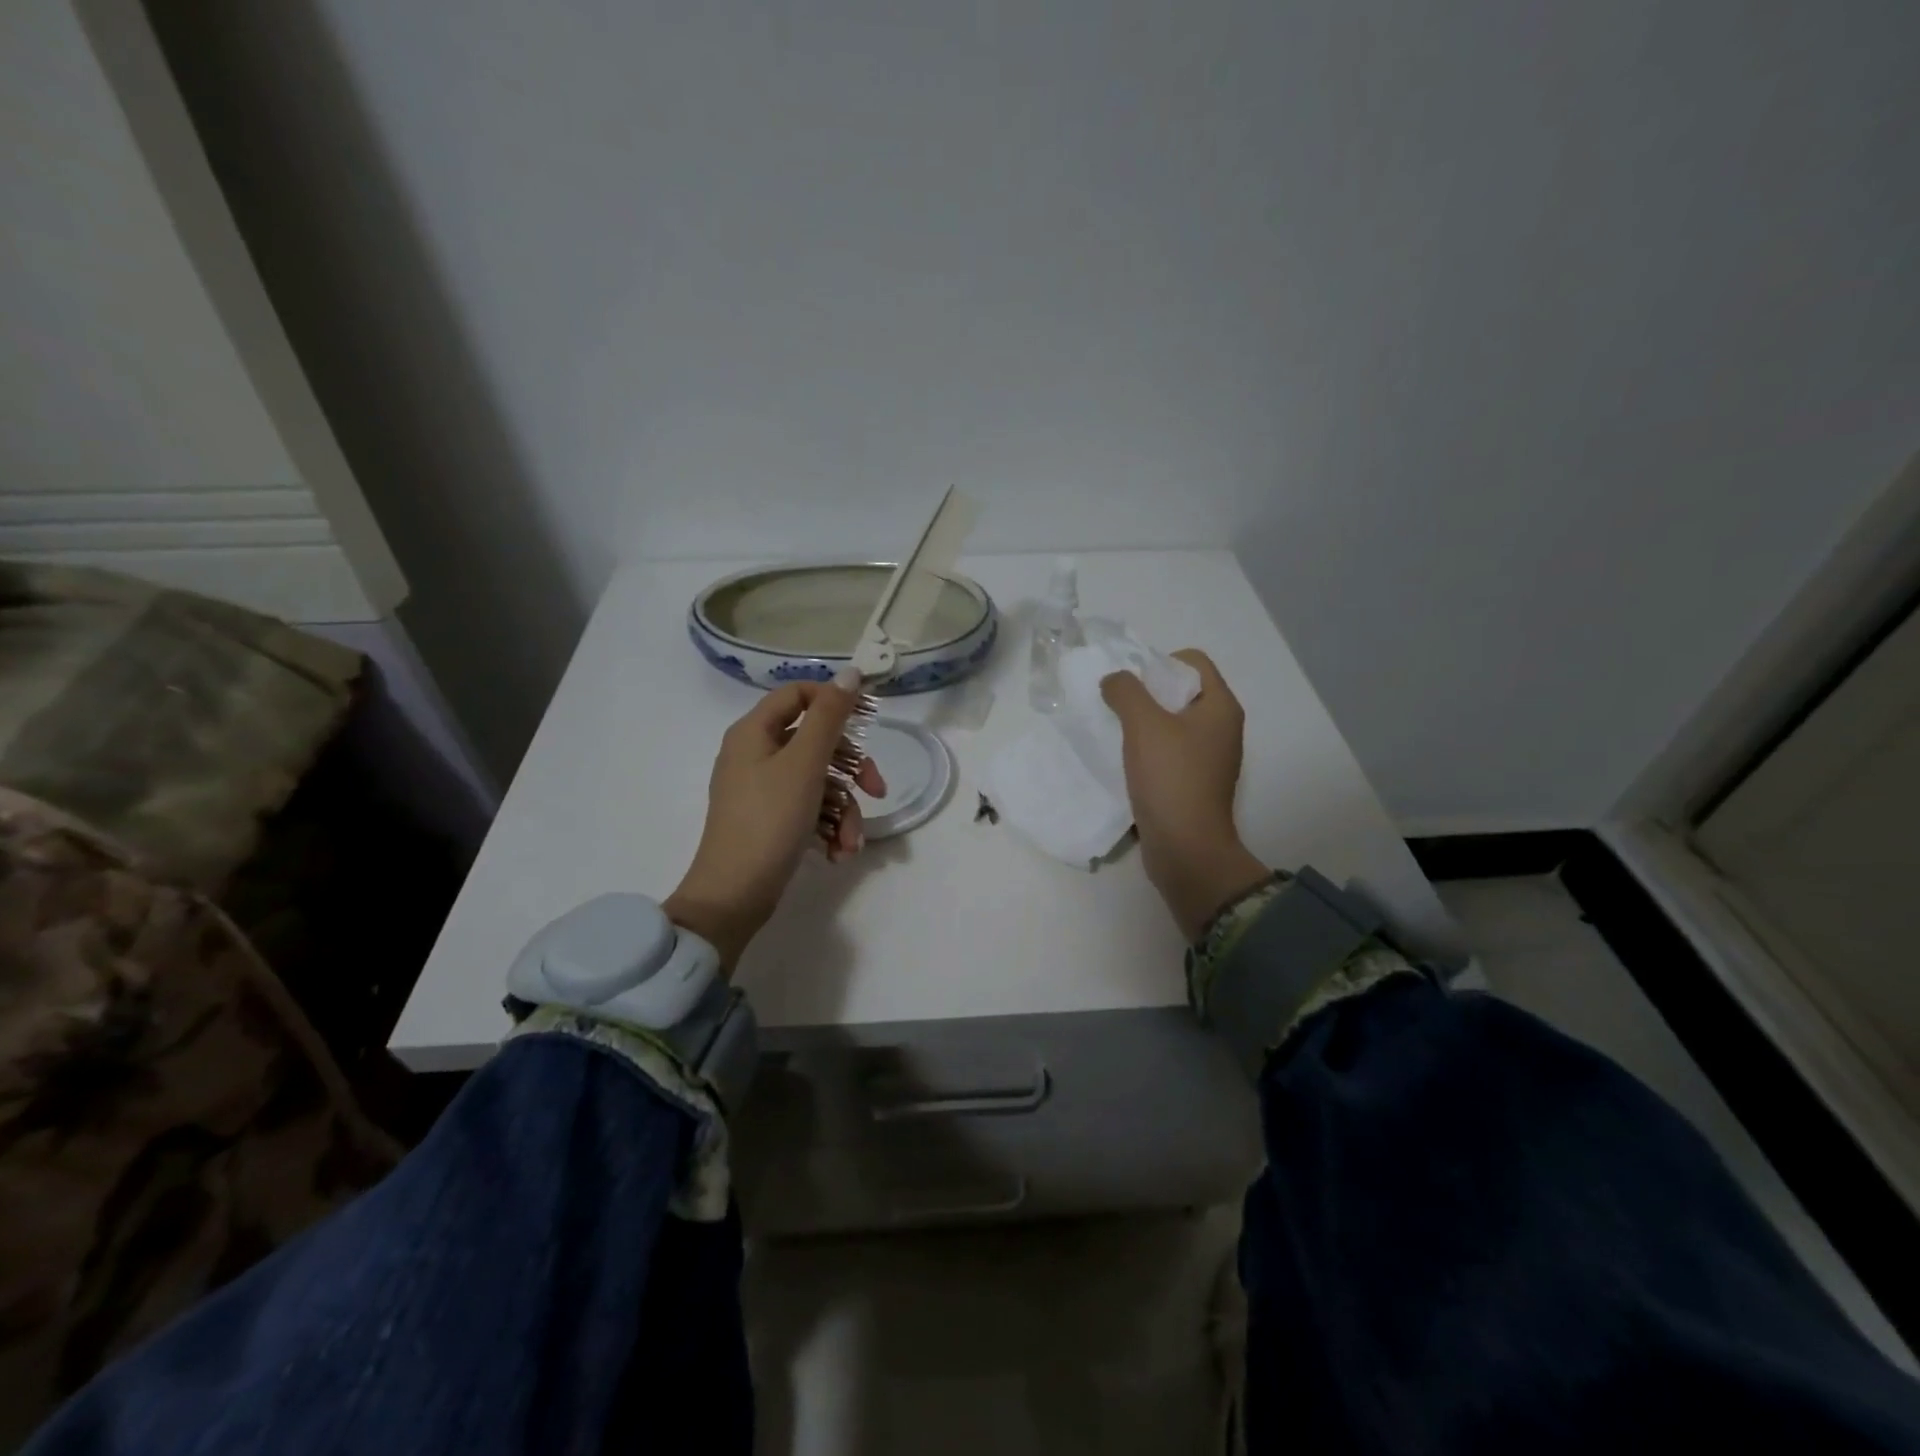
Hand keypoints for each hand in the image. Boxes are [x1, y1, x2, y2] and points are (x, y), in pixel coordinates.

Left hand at [665, 670, 884, 969]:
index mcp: (755, 732)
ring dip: (844, 811)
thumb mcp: (805, 763)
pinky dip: (828, 828)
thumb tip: (850, 673)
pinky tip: (838, 853)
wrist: (734, 895)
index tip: (869, 719)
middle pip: (816, 742)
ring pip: (819, 782)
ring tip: (851, 844)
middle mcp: (755, 754)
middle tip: (877, 790)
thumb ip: (830, 716)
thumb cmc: (769, 820)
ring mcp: (762, 790)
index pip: (798, 695)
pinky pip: (808, 809)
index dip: (835, 701)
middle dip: (851, 770)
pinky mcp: (770, 821)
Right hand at [1101, 650, 1270, 939]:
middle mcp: (1221, 729)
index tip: (1131, 684)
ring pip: (1171, 723)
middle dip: (1146, 693)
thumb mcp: (1144, 725)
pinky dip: (1146, 749)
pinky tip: (1124, 760)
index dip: (1160, 662)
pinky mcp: (1193, 782)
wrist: (1186, 849)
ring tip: (1115, 733)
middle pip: (1181, 691)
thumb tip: (1114, 680)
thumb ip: (1126, 692)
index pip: (1193, 661)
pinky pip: (1168, 751)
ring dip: (1142, 723)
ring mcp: (1208, 758)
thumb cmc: (1171, 779)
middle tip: (1116, 706)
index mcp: (1221, 707)